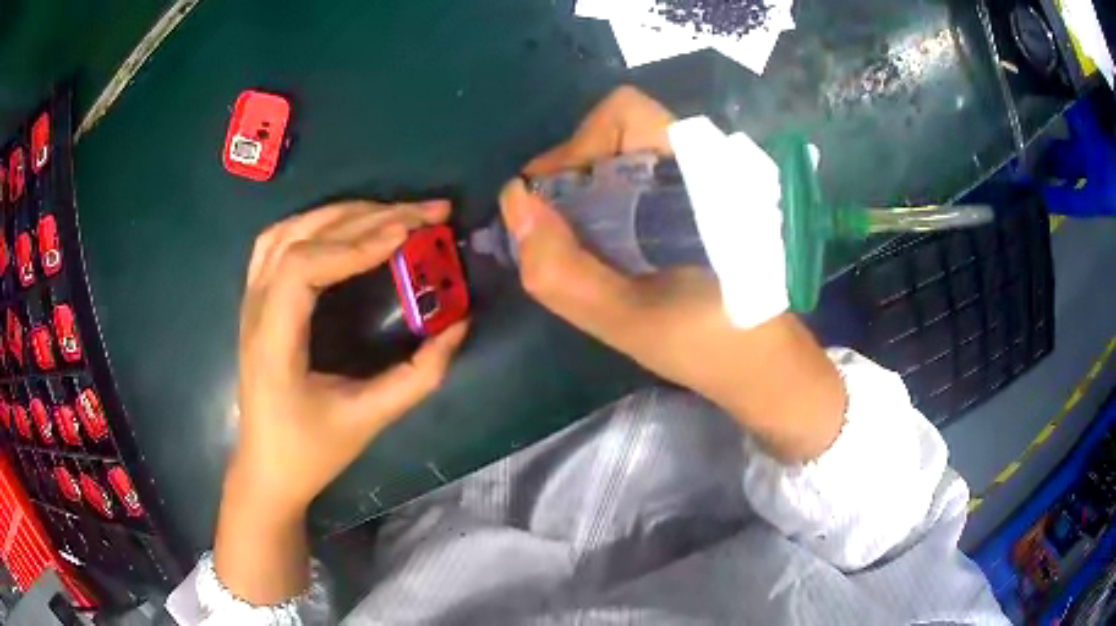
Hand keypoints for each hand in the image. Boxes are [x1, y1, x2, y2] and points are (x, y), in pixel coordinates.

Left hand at [217, 200, 467, 603]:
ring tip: (391, 212)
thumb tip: (458, 326)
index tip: (408, 236)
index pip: (302, 266)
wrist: (266, 469)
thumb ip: (417, 377)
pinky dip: (314, 223)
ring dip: (341, 214)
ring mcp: (250, 302)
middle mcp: (254, 310)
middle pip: (302, 238)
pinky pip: (276, 243)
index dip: (355, 245)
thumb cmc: (310, 452)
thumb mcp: (368, 420)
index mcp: (273, 342)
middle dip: (367, 217)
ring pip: (287, 231)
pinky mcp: (255, 302)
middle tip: (427, 212)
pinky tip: (344, 226)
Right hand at [502, 86, 844, 462]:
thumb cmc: (708, 345)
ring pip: (626, 154)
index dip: (575, 148)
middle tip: (556, 229)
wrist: (762, 363)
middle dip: (574, 173)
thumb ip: (562, 269)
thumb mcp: (626, 321)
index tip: (551, 203)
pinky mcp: (699, 200)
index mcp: (697, 176)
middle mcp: (701, 163)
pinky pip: (639, 179)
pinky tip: (607, 247)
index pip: (624, 114)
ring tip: (579, 243)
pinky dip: (608, 202)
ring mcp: (702, 180)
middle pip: (618, 131)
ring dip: (589, 190)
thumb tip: (514, 202)